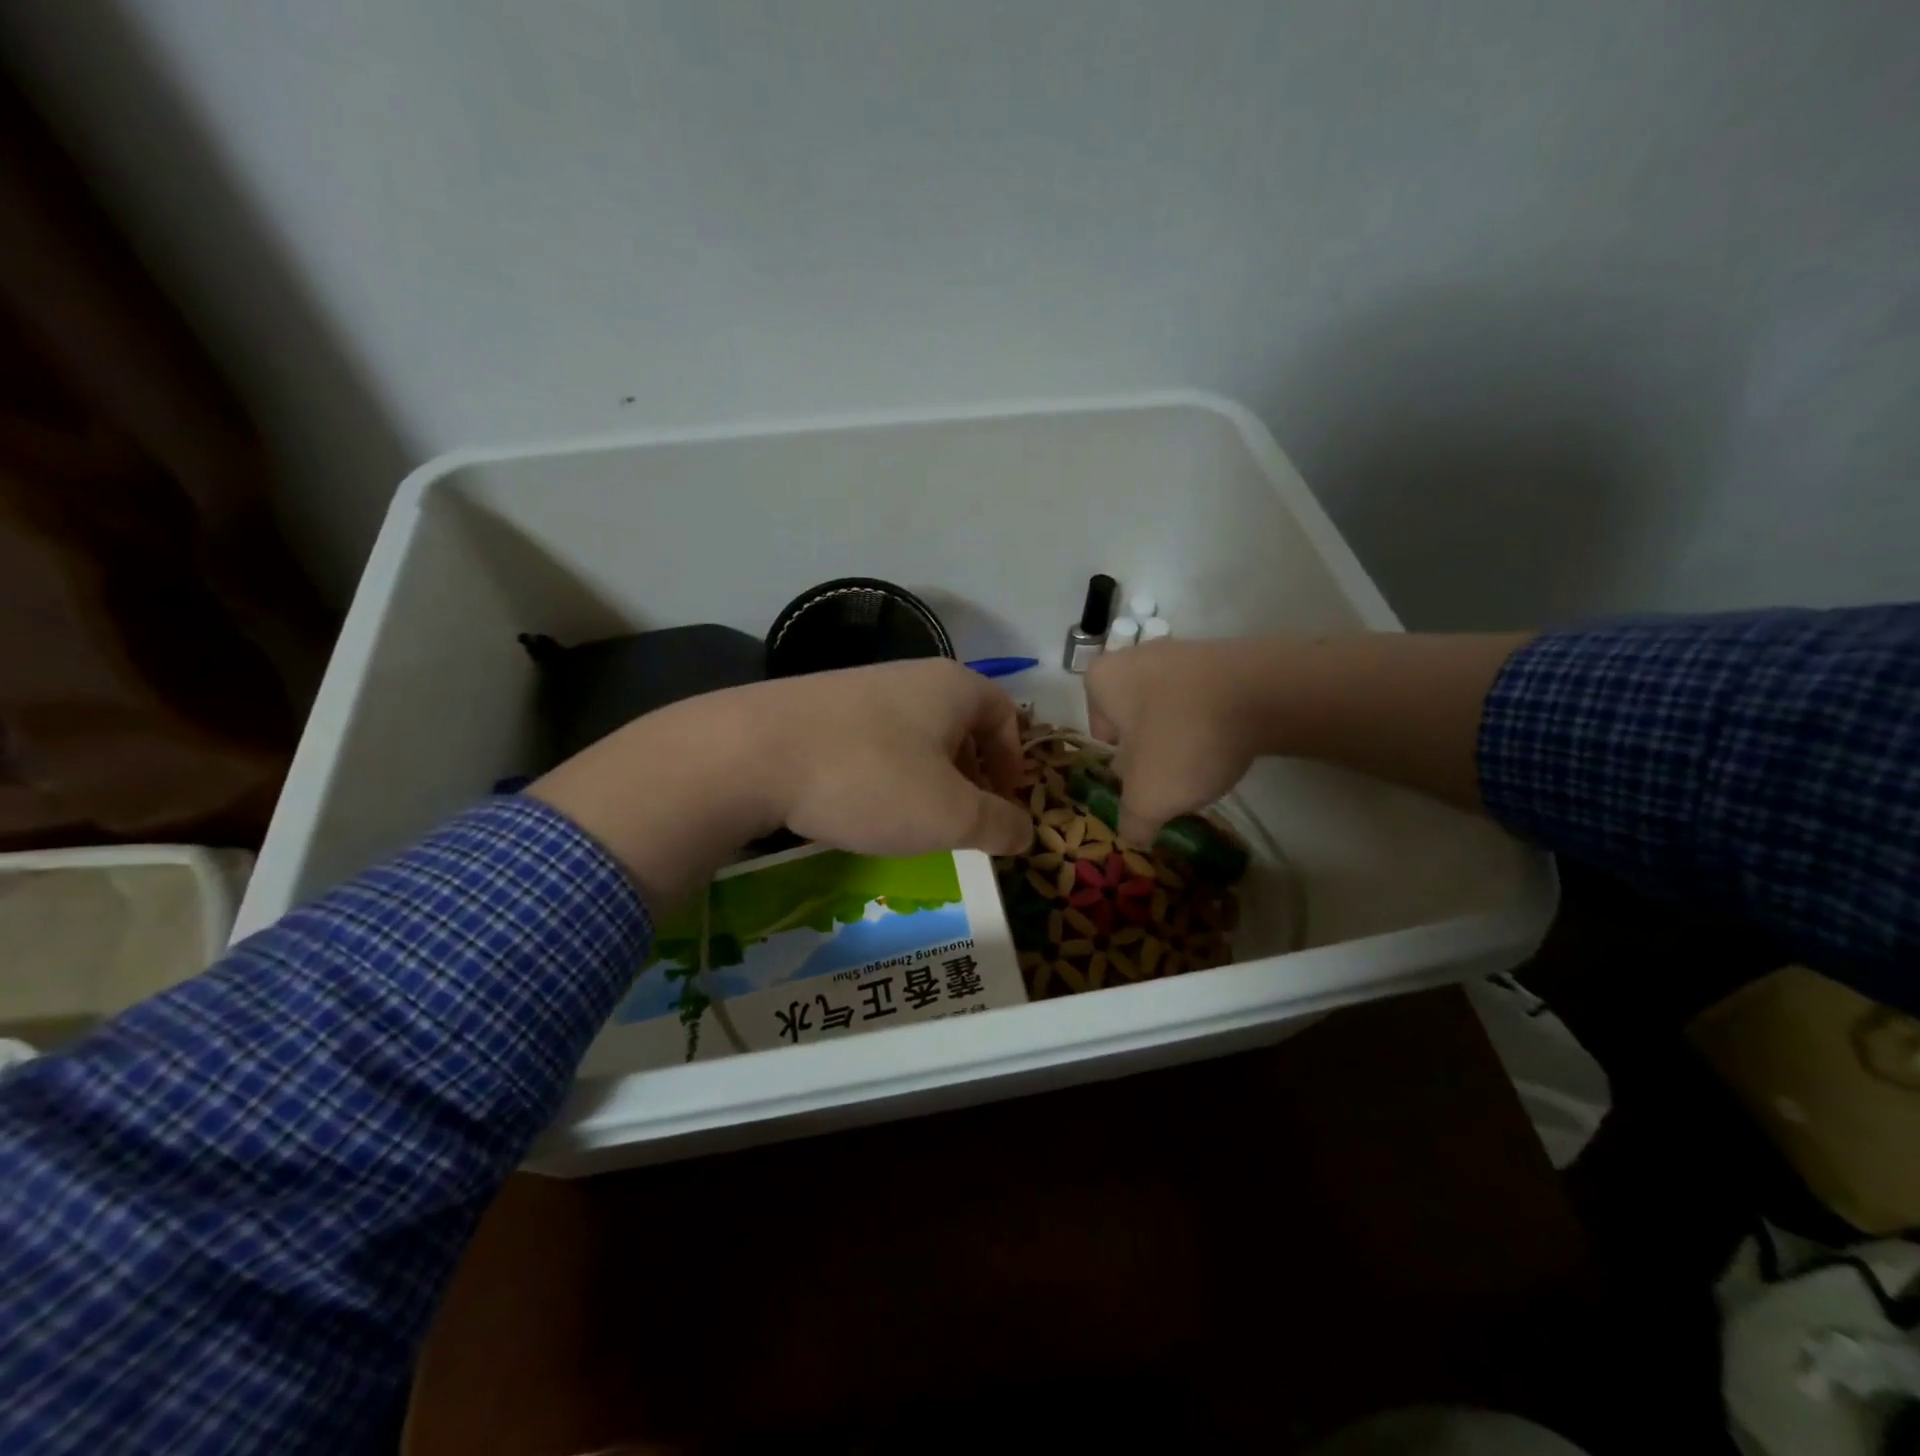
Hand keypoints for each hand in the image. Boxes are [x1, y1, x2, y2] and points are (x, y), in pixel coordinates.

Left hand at [530, 659, 1032, 906]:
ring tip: (911, 818)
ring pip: (912, 733)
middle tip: (962, 817)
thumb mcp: (950, 815)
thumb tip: (1028, 832)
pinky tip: (859, 805)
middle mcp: (908, 675)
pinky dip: (881, 773)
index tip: (1003, 804)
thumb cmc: (871, 779)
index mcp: (952, 686)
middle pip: (958, 723)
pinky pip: (869, 740)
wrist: (750, 753)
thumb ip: (999, 825)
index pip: (1005, 714)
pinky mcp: (815, 707)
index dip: (1013, 761)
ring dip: (925, 776)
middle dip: (969, 773)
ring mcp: (857, 687)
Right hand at [1084, 640, 1260, 844]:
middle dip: (1149, 747)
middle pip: (1135, 717)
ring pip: (1170, 707)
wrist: (1264, 694)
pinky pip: (1206, 698)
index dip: (1117, 759)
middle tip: (1168, 776)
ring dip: (1181, 735)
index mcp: (1104, 680)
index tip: (1138, 778)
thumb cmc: (1183, 740)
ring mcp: (1183, 651)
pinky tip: (1230, 743)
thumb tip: (1133, 836)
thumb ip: (1132, 821)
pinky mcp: (1223, 656)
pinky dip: (1212, 720)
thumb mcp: (1148, 798)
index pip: (1098, 728)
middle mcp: (1136, 656)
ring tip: (1203, 764)